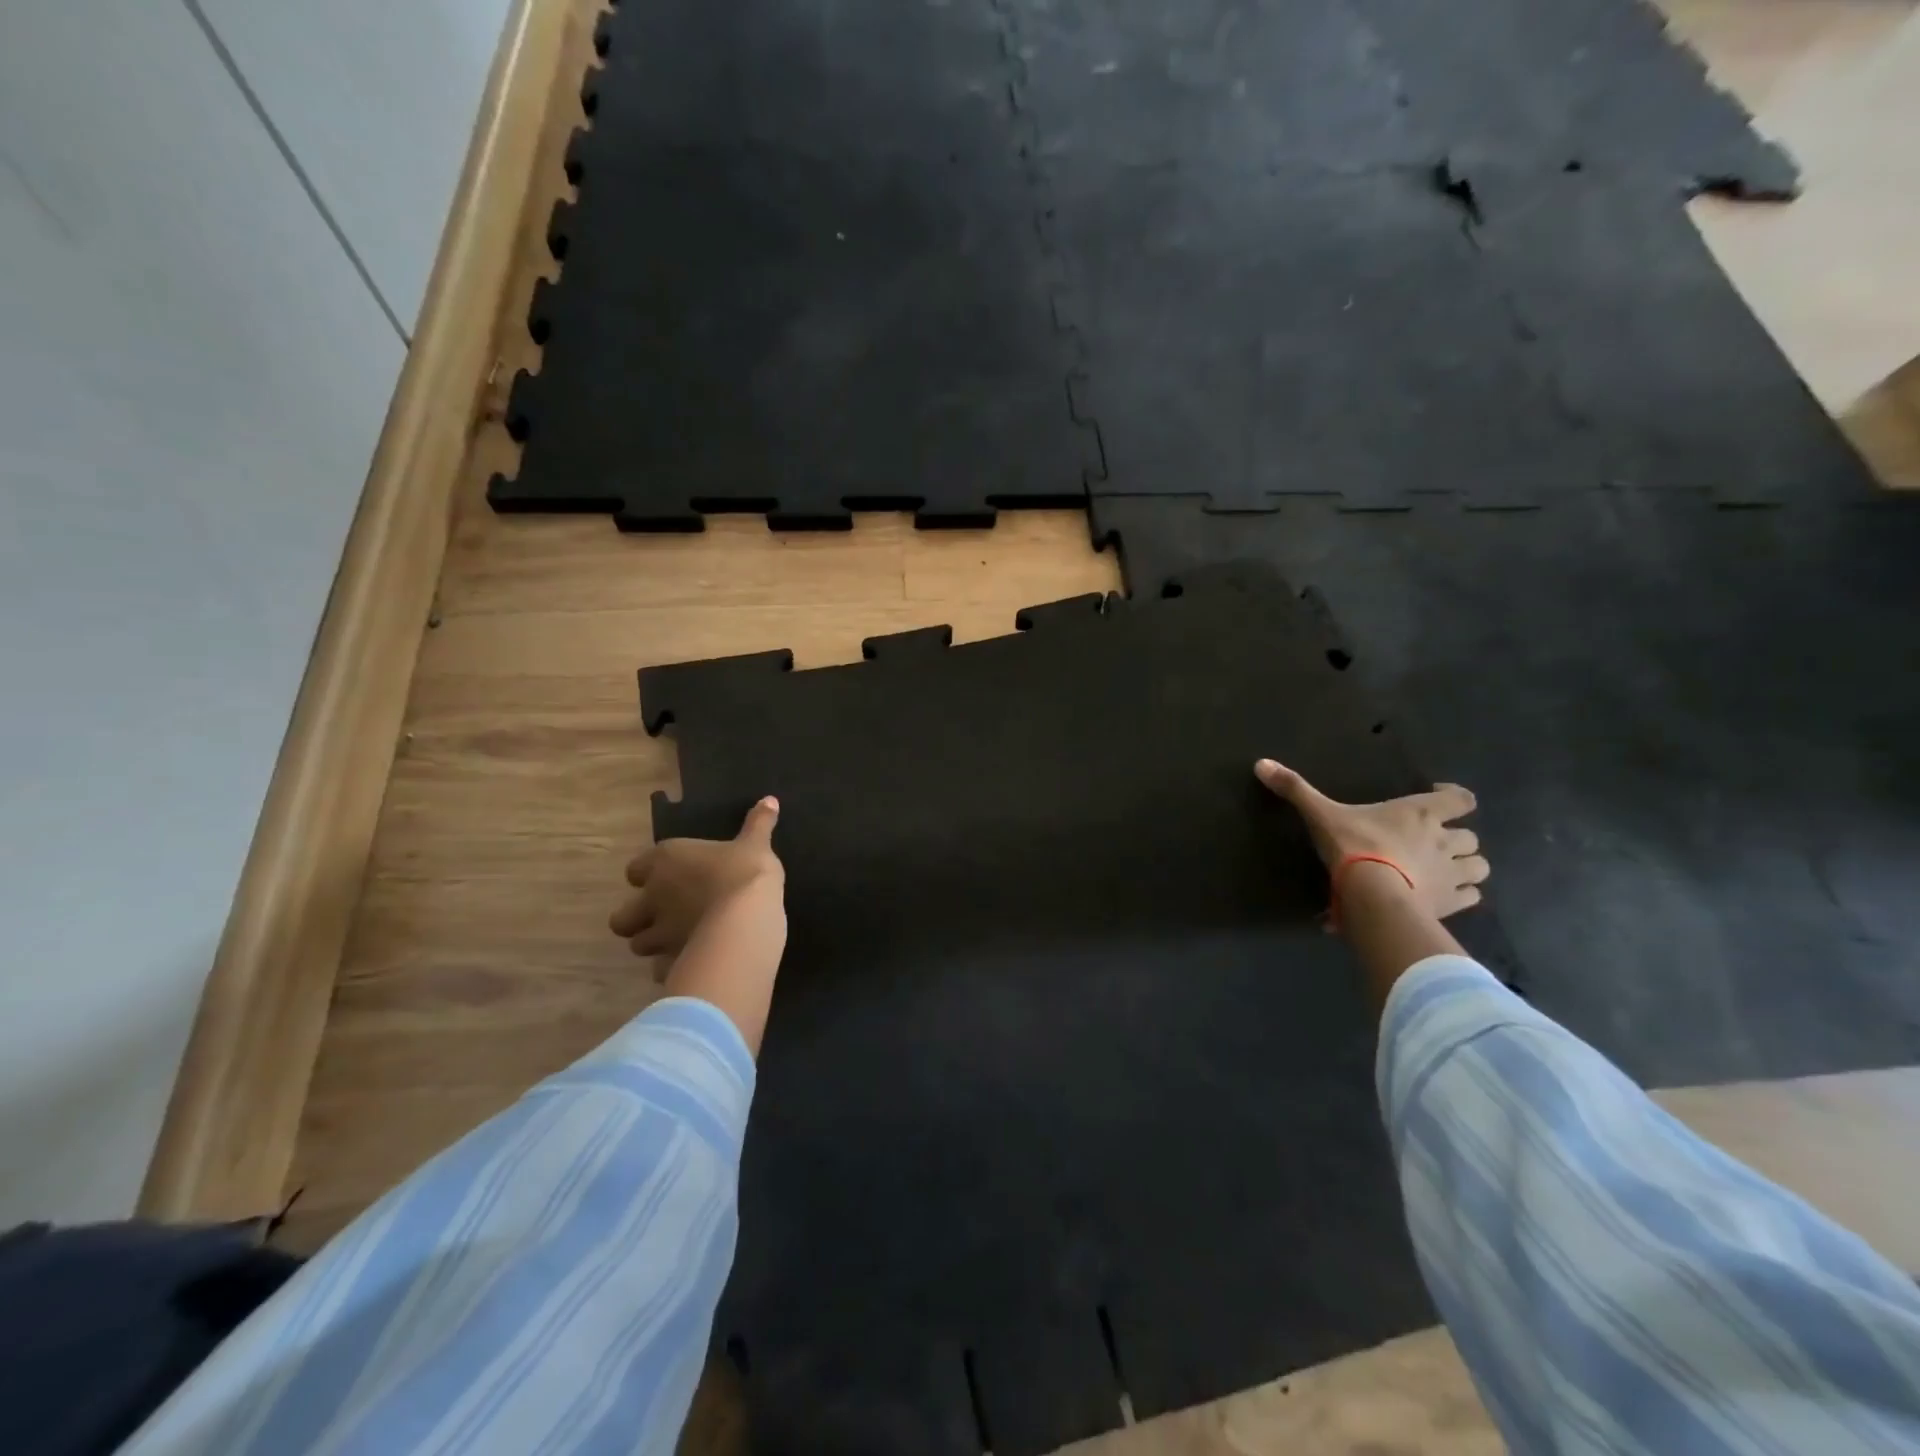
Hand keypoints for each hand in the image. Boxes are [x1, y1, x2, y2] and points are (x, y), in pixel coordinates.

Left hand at [610, 797, 784, 958]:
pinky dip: (673, 967)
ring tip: (679, 943)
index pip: (635, 869)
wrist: (745, 920)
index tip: (667, 877)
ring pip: (639, 946)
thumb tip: (770, 799)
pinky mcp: (672, 962)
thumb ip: (759, 824)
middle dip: (637, 920)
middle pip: (622, 918)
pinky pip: (664, 969)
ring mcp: (658, 934)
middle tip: (664, 918)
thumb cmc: (745, 873)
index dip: (647, 875)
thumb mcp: (756, 845)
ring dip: (655, 945)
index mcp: (665, 862)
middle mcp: (653, 898)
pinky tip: (693, 962)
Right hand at [1254, 759, 1487, 919]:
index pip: (1460, 799)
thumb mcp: (1320, 815)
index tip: (1438, 800)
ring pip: (1478, 867)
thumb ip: (1295, 789)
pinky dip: (1462, 894)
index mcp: (1419, 814)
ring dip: (1466, 867)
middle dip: (1457, 839)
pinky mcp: (1451, 903)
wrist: (1372, 896)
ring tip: (1445, 871)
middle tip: (1433, 843)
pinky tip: (1443, 897)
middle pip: (1470, 837)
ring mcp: (1451, 874)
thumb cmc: (1353, 847)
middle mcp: (1443, 840)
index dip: (1454, 799)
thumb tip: (1260, 763)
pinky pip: (1471, 896)